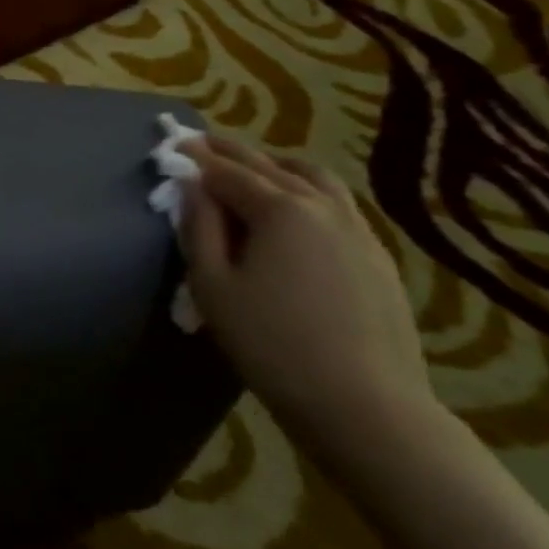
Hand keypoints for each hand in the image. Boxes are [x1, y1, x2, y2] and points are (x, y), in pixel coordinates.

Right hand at [177, 135, 438, 464]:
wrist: (364, 404)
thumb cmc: (272, 345)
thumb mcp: (213, 286)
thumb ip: (199, 228)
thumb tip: (191, 187)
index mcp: (280, 209)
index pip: (227, 172)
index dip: (195, 158)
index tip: (172, 145)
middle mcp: (322, 205)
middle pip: (269, 165)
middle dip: (231, 152)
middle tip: (201, 143)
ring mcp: (357, 229)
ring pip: (314, 177)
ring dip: (276, 164)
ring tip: (254, 166)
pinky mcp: (376, 255)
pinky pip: (338, 203)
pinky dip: (308, 189)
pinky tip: (299, 207)